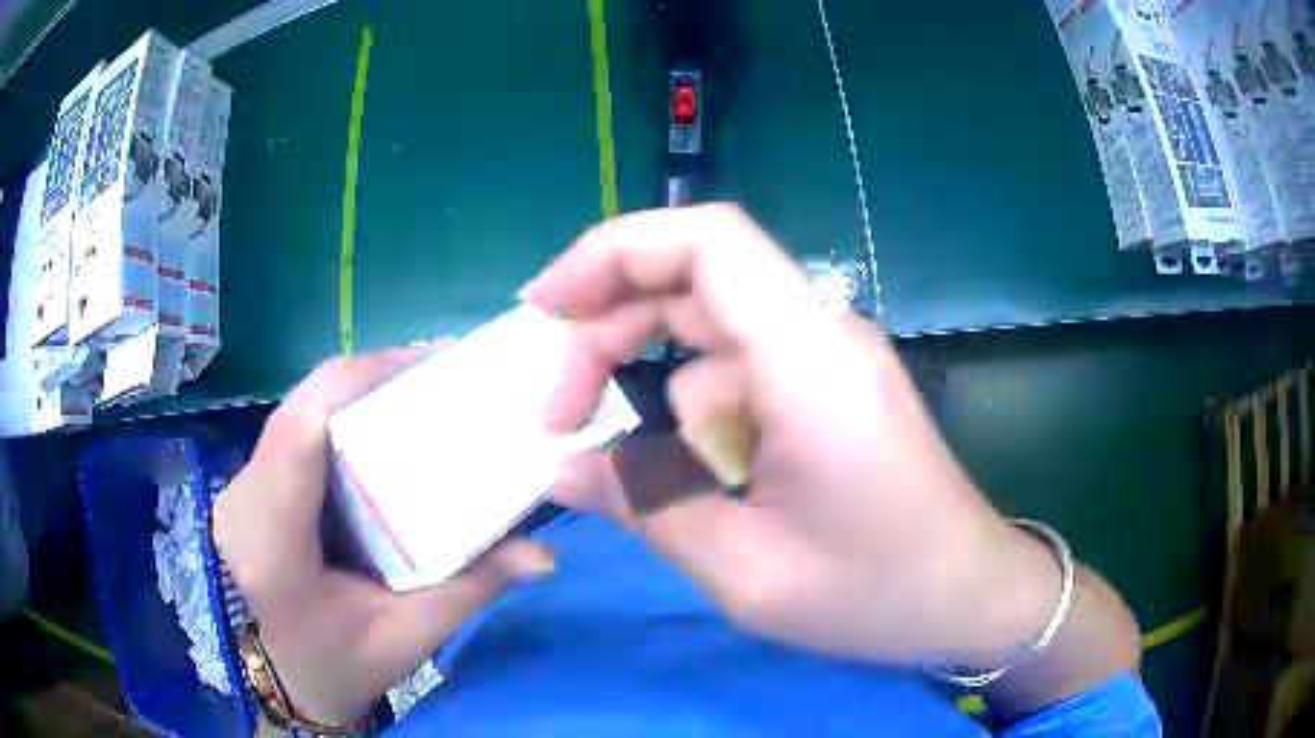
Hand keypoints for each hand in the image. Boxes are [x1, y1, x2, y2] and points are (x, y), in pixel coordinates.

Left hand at [214, 350, 554, 724]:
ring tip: (417, 394)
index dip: (357, 381)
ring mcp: (238, 487)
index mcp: (272, 546)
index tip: (429, 363)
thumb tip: (543, 555)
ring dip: (355, 394)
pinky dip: (339, 416)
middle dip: (369, 379)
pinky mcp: (249, 483)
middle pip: (300, 408)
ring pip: (297, 410)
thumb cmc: (345, 665)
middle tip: (439, 377)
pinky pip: (294, 428)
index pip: (299, 432)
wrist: (294, 677)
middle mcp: (243, 502)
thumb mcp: (411, 638)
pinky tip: (378, 426)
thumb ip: (471, 590)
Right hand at [524, 205, 1135, 691]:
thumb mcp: (746, 570)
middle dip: (607, 334)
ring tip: (618, 465)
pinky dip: (692, 416)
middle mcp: (821, 337)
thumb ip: (646, 507)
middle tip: (557, 415)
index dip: (613, 250)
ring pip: (707, 334)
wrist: (970, 596)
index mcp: (810, 365)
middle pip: (691, 280)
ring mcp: (827, 358)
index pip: (707, 242)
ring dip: (649, 388)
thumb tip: (560, 468)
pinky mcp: (827, 386)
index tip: (544, 306)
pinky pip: (737, 375)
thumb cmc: (878, 594)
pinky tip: (693, 479)